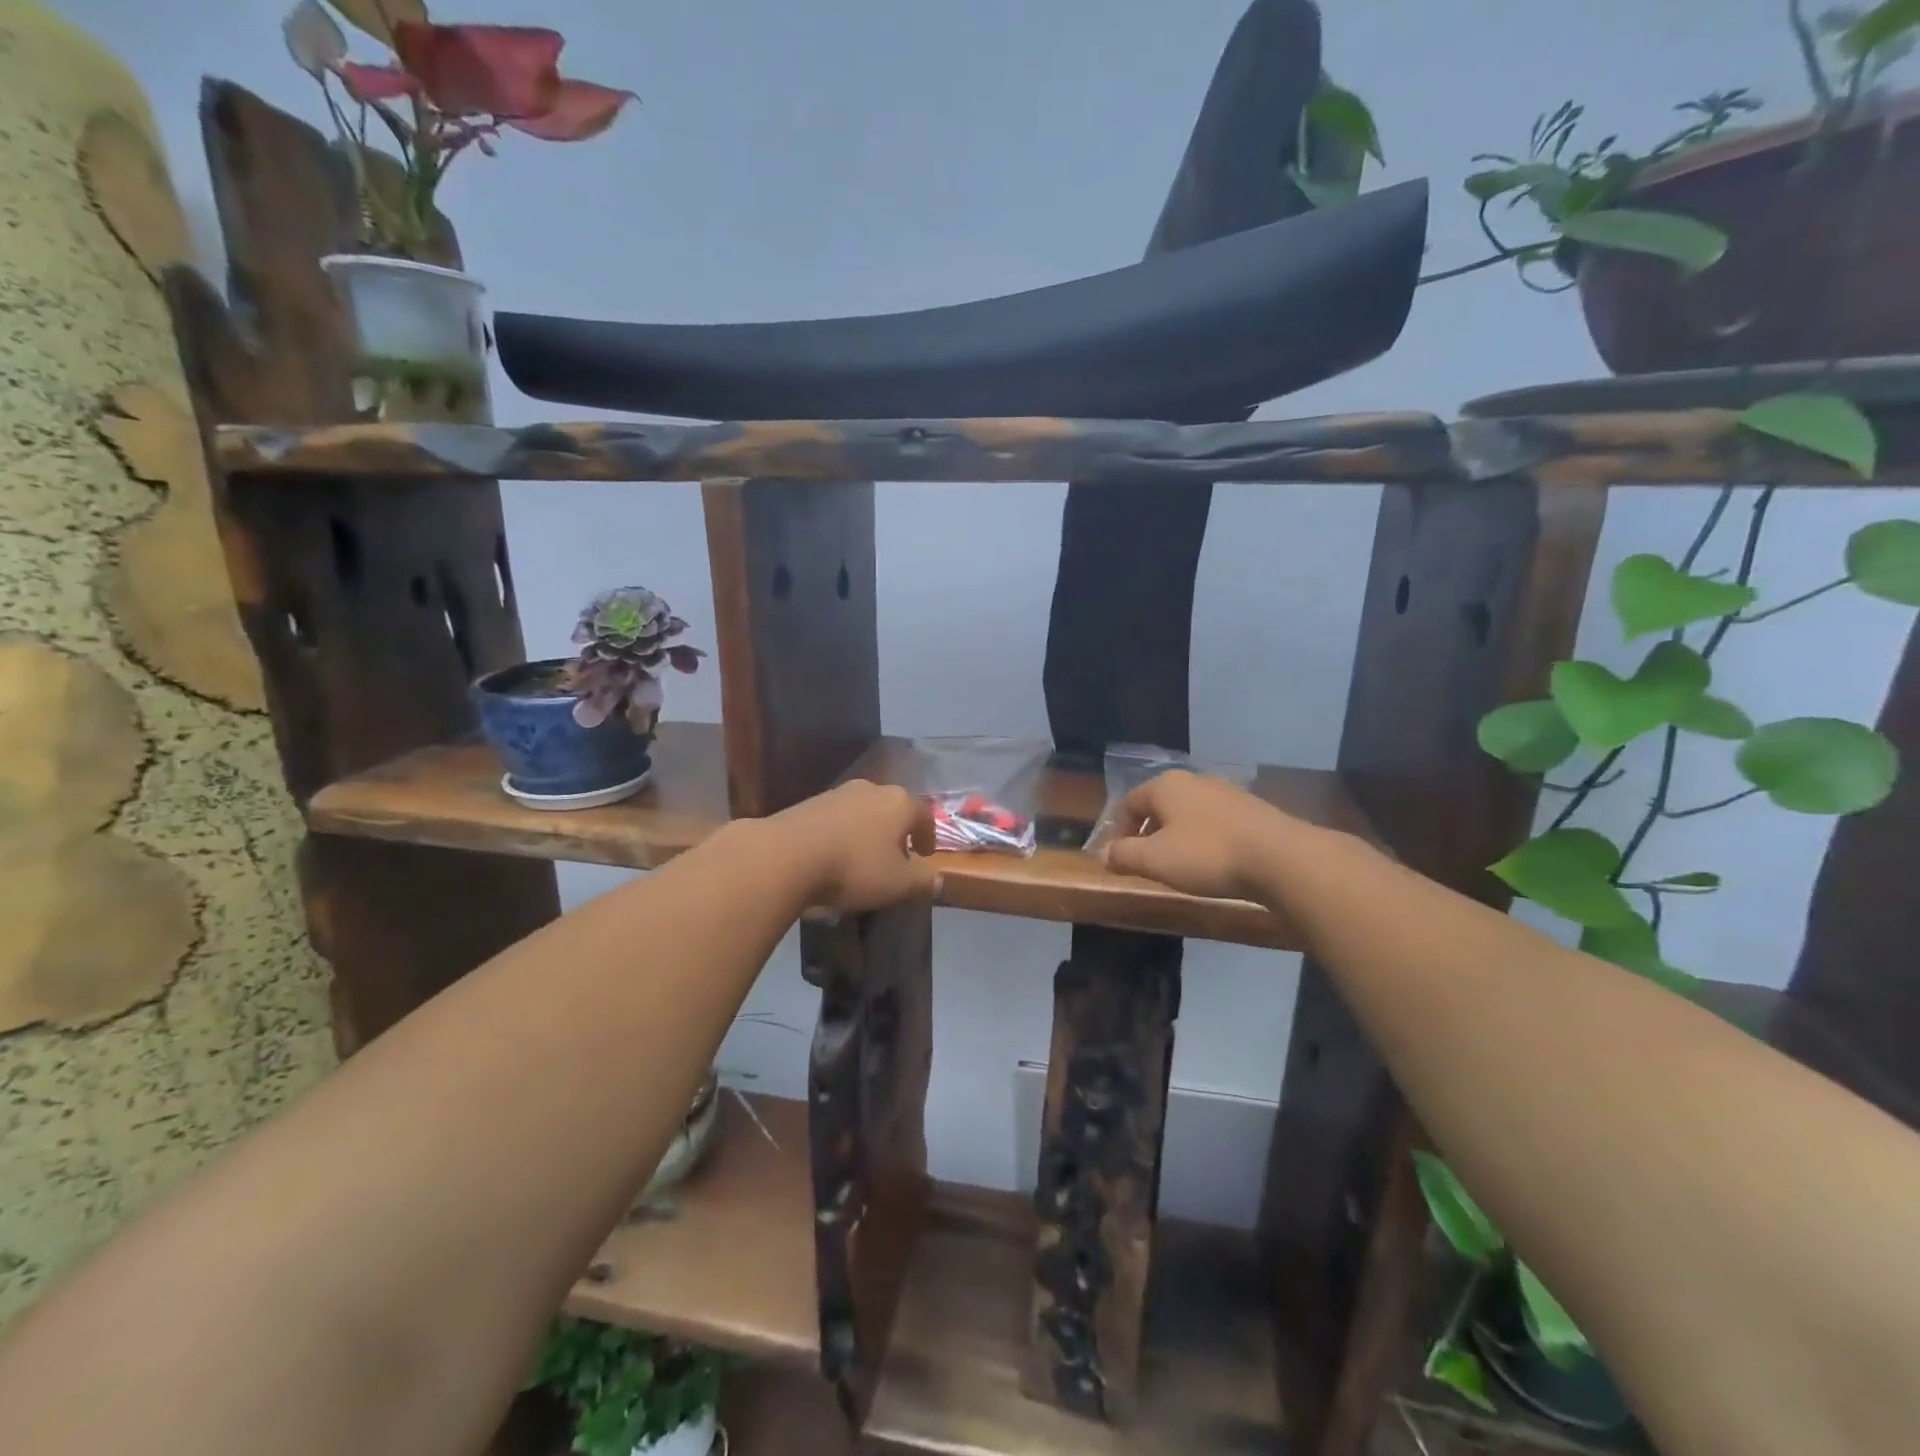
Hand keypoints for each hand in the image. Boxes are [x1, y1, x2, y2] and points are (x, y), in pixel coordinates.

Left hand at [766, 780, 938, 910]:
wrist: (785, 855)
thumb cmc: (854, 867)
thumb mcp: (898, 884)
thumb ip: (922, 881)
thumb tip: (936, 880)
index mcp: (899, 802)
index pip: (924, 815)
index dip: (928, 836)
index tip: (924, 855)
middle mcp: (871, 789)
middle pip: (892, 809)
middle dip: (896, 832)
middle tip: (895, 857)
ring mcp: (837, 793)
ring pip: (862, 812)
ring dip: (867, 833)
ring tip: (862, 860)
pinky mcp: (808, 803)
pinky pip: (835, 820)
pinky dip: (841, 835)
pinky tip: (833, 857)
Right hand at [1101, 770, 1298, 900]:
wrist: (1280, 857)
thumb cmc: (1207, 855)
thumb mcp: (1155, 860)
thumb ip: (1124, 855)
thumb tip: (1103, 853)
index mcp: (1165, 786)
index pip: (1129, 803)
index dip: (1119, 831)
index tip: (1119, 858)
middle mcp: (1194, 780)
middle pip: (1159, 805)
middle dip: (1148, 832)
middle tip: (1147, 862)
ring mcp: (1226, 792)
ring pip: (1188, 812)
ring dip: (1178, 836)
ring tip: (1180, 865)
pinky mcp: (1251, 809)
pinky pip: (1215, 822)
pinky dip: (1205, 839)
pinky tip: (1213, 862)